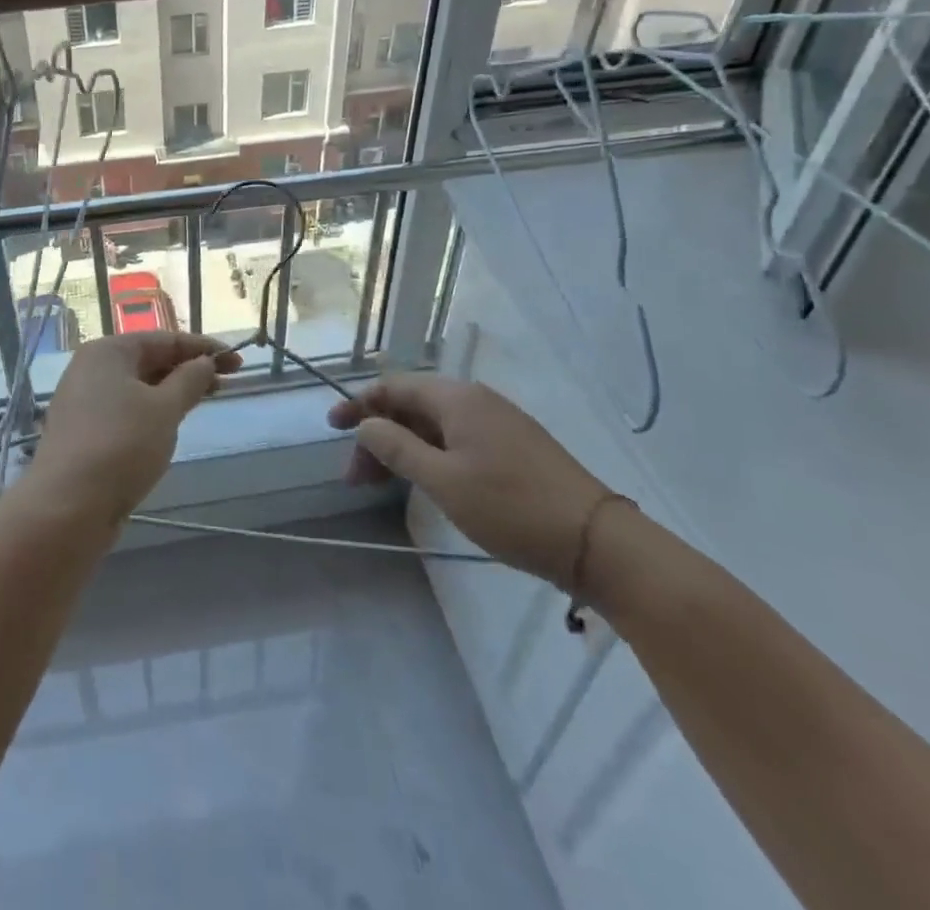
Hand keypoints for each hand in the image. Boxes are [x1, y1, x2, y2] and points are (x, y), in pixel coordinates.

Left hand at [28, 333, 242, 520]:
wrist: (67, 506)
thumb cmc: (121, 445)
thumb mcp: (165, 409)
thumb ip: (190, 380)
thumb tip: (205, 362)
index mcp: (108, 351)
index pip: (165, 339)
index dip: (204, 349)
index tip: (237, 361)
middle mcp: (91, 368)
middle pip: (149, 360)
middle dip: (188, 370)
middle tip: (226, 383)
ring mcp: (84, 401)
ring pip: (138, 388)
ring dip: (172, 392)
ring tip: (203, 402)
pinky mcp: (84, 432)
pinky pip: (126, 410)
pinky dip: (151, 413)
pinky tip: (169, 427)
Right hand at [329, 373, 610, 587]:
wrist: (598, 542)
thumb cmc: (512, 508)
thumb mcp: (443, 481)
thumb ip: (397, 449)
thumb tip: (366, 425)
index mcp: (457, 399)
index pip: (395, 387)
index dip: (359, 404)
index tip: (331, 428)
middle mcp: (477, 401)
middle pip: (413, 406)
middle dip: (379, 436)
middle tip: (357, 478)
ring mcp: (499, 424)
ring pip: (435, 426)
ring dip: (403, 449)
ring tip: (383, 486)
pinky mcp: (515, 448)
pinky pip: (458, 440)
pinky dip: (430, 456)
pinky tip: (426, 483)